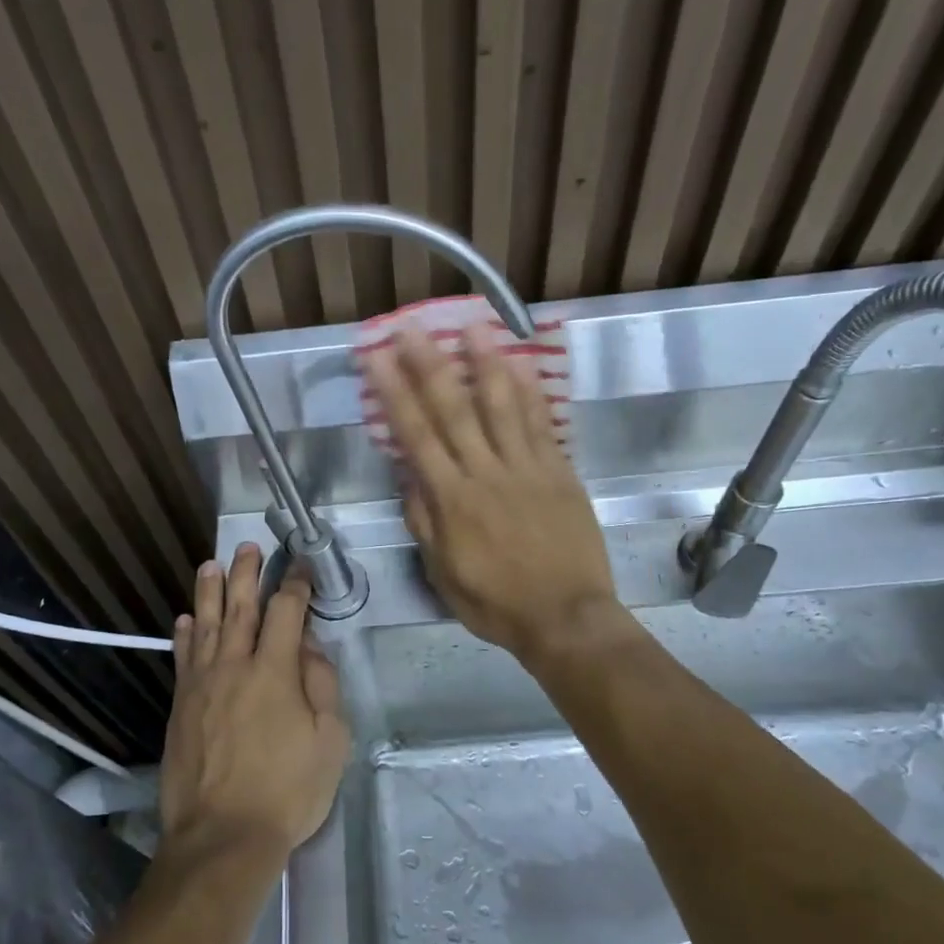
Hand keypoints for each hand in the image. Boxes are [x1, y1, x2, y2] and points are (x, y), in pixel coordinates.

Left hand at [159, 543, 349, 866]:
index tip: (301, 567)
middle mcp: (235, 665)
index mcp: (275, 671)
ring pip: (206, 624)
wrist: (223, 835)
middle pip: (240, 607)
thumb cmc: (288, 791)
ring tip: (212, 564)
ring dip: (210, 591)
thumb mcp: (330, 741)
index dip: (295, 585)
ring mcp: (202, 684)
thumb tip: (310, 646)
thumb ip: (322, 685)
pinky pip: (183, 658)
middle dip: (247, 574)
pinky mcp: (181, 705)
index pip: (286, 612)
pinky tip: (187, 619)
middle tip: (250, 548)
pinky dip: (185, 634)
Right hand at [360, 322, 618, 662]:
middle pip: (453, 410)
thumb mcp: (443, 573)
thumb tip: (409, 478)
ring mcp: (527, 468)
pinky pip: (542, 424)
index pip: (416, 436)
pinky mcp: (560, 471)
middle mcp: (486, 473)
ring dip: (484, 363)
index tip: (377, 359)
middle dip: (429, 365)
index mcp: (452, 500)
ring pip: (502, 406)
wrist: (566, 617)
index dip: (394, 393)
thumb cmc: (497, 602)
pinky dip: (531, 392)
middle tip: (411, 328)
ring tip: (470, 327)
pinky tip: (521, 364)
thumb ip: (425, 522)